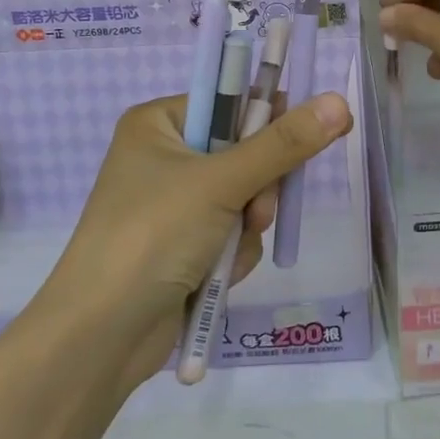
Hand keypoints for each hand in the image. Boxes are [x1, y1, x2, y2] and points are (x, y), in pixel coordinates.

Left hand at [41, 90, 352, 388]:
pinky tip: (220, 274)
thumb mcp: (221, 183)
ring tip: (230, 250)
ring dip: (249, 224)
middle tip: (258, 209)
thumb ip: (284, 145)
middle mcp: (165, 156)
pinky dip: (235, 252)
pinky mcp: (183, 244)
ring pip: (245, 196)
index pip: (231, 101)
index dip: (270, 117)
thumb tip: (339, 102)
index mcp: (159, 123)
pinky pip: (232, 231)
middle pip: (245, 151)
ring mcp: (173, 203)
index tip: (307, 134)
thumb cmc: (152, 236)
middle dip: (259, 187)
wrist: (100, 337)